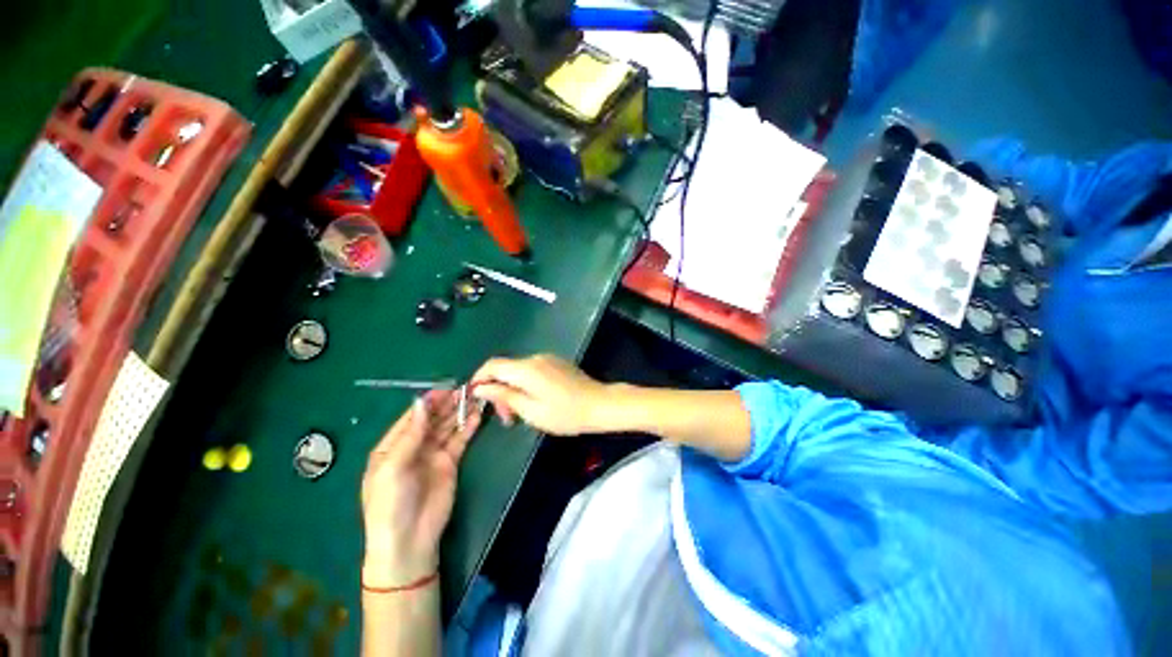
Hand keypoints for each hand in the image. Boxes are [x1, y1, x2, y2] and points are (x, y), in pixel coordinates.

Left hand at [361, 389, 482, 587]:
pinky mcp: (450, 463)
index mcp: (392, 447)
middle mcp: (413, 447)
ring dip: (460, 412)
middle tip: (466, 388)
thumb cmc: (391, 504)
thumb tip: (421, 402)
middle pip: (432, 419)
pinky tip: (477, 415)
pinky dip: (468, 427)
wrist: (409, 541)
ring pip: (447, 427)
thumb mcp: (393, 469)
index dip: (428, 402)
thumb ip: (410, 435)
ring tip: (475, 396)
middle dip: (447, 404)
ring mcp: (433, 454)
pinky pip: (460, 440)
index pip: (412, 417)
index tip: (446, 387)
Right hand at [471, 354, 609, 435]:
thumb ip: (504, 396)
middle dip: (499, 390)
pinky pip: (532, 370)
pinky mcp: (556, 363)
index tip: (474, 397)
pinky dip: (526, 384)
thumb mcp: (531, 411)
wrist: (599, 404)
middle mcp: (535, 358)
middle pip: (506, 369)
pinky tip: (534, 401)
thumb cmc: (565, 413)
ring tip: (519, 413)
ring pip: (519, 371)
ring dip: (513, 389)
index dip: (479, 378)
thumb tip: (480, 387)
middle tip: (506, 417)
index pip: (492, 365)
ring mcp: (547, 359)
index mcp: (526, 369)